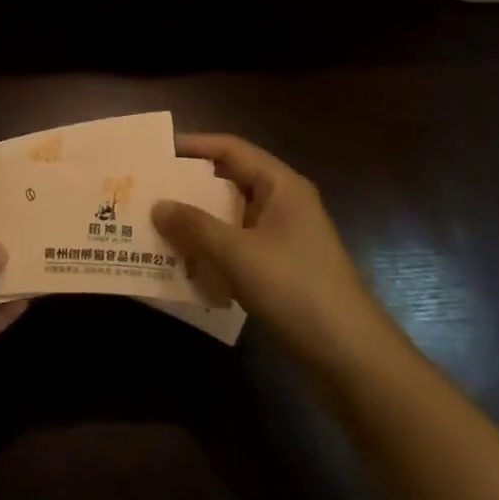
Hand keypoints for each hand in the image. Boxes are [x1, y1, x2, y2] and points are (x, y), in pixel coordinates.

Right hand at [154, 133, 384, 370]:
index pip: (231, 149)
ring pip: (233, 217)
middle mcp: (284, 203)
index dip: (194, 146)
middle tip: (149, 190)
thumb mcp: (238, 253)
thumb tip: (157, 205)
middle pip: (231, 181)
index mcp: (281, 185)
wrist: (348, 353)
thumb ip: (195, 226)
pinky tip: (186, 263)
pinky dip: (213, 249)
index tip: (157, 151)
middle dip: (191, 187)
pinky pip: (239, 246)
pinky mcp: (282, 268)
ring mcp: (285, 237)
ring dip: (199, 222)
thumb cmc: (294, 287)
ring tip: (158, 226)